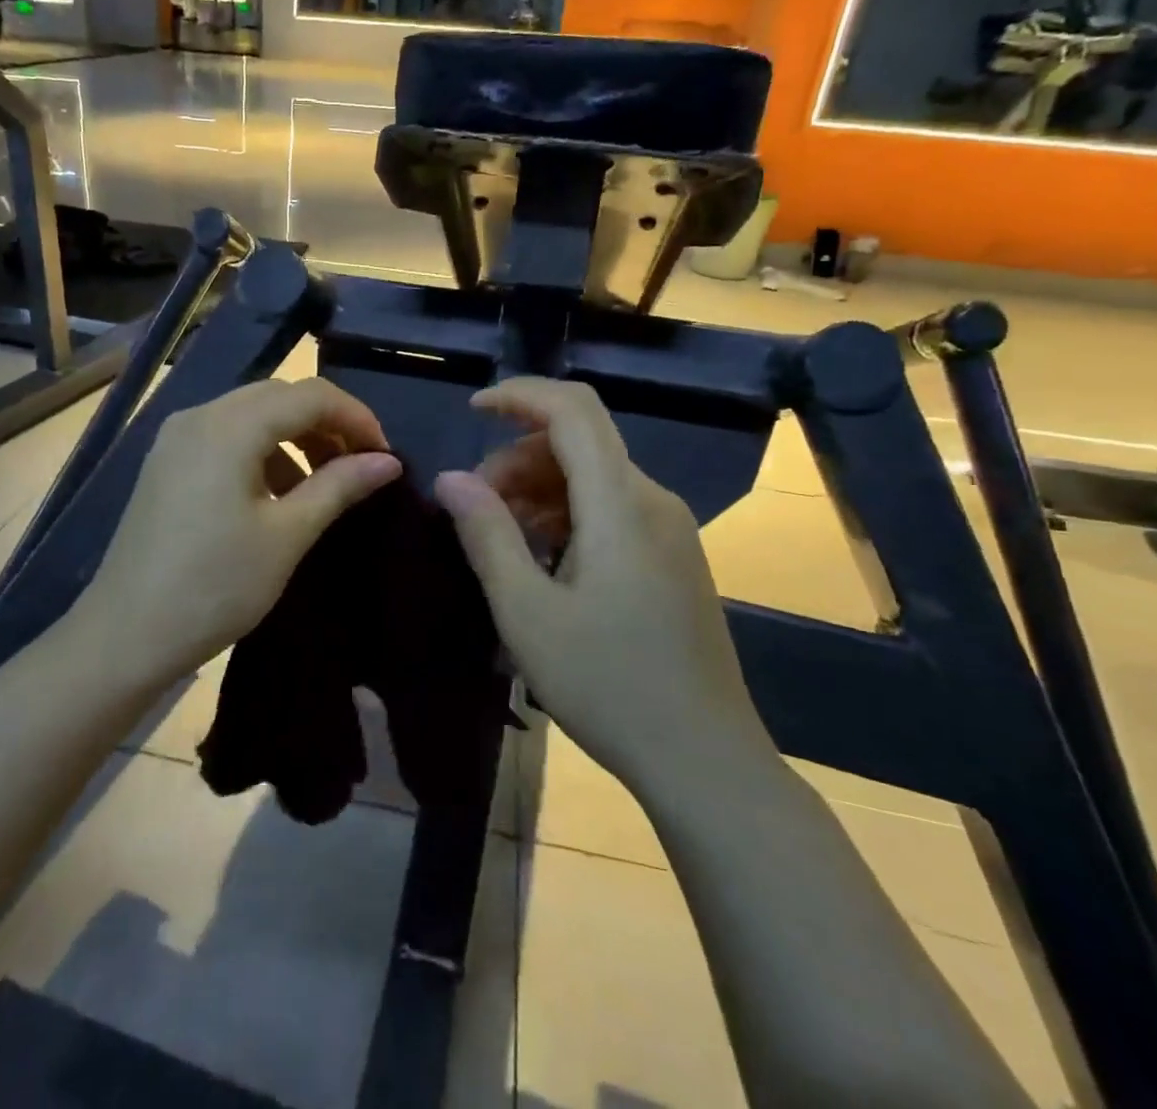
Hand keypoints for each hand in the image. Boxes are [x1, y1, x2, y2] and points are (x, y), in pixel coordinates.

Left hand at [82, 378, 401, 678]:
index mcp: (230, 426)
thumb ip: (339, 486)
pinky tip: (276, 494)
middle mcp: (200, 416)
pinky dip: (262, 452)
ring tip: (323, 484)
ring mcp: (176, 437)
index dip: (356, 418)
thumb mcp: (287, 535)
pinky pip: (226, 437)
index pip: (310, 395)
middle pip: (279, 397)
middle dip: (326, 424)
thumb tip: (389, 462)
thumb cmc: (216, 585)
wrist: (127, 635)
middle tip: (359, 466)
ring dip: (295, 437)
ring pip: (252, 415)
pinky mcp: (166, 462)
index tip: (385, 457)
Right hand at [434, 377, 769, 787]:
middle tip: (475, 507)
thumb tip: (451, 478)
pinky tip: (543, 559)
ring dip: (538, 487)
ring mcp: (669, 529)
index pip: (574, 410)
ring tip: (501, 538)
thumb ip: (487, 535)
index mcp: (621, 504)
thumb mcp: (527, 613)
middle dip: (517, 457)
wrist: (705, 761)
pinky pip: (611, 507)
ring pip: (593, 475)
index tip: (473, 410)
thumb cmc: (608, 685)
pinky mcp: (672, 556)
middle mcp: (652, 501)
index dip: (521, 394)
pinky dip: (567, 512)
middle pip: (580, 441)